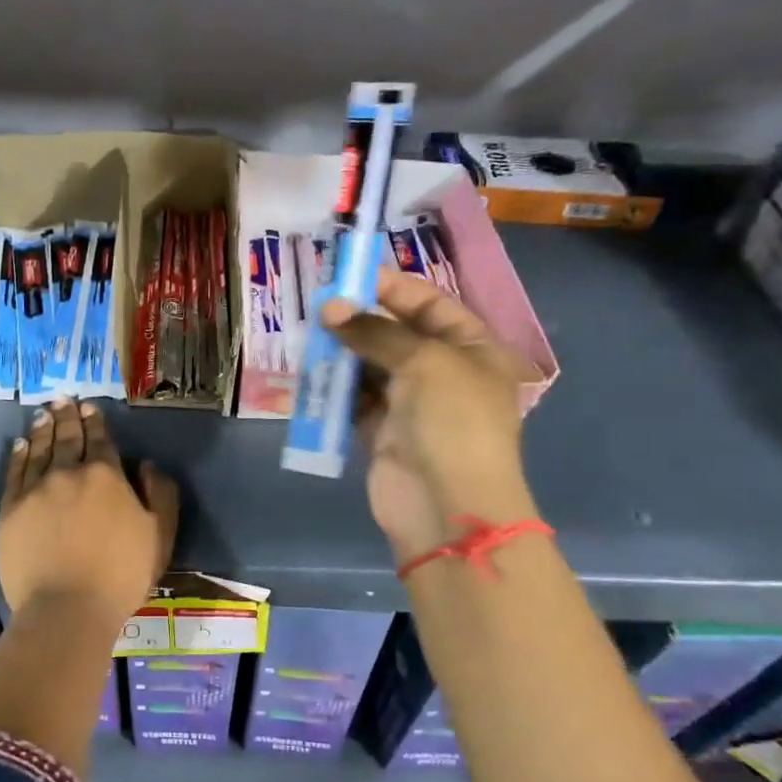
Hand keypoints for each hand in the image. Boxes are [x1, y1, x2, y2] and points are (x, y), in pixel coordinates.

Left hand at [0, 397, 179, 619]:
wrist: (67, 607)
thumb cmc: (121, 573)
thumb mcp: (161, 534)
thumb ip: (160, 494)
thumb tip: (146, 465)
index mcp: (105, 475)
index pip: (99, 440)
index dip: (95, 422)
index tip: (89, 408)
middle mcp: (68, 472)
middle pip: (67, 437)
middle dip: (67, 416)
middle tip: (63, 399)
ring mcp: (35, 489)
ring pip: (39, 449)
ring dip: (43, 429)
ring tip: (44, 413)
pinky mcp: (10, 509)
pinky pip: (14, 473)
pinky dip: (18, 455)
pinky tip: (20, 444)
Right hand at [321, 268, 536, 560]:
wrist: (446, 505)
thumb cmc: (452, 421)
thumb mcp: (424, 361)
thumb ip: (374, 331)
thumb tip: (329, 308)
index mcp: (472, 349)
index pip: (431, 305)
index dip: (393, 288)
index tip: (351, 276)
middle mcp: (443, 372)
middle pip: (397, 334)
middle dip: (360, 319)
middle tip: (319, 305)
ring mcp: (411, 404)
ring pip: (370, 366)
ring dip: (343, 351)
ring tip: (310, 333)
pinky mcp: (381, 432)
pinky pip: (354, 399)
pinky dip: (334, 387)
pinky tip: (311, 370)